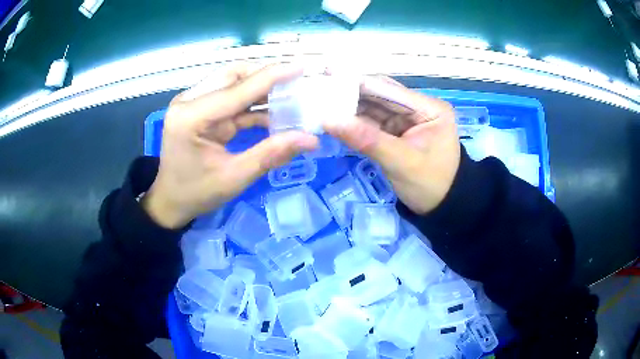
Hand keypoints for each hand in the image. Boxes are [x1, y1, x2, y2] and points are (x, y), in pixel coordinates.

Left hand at [143, 63, 318, 228]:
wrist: (170, 201)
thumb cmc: (196, 193)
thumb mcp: (234, 177)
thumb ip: (271, 154)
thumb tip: (310, 139)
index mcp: (191, 117)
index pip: (237, 89)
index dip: (272, 76)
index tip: (301, 68)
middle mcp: (189, 102)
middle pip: (234, 76)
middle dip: (267, 79)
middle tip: (297, 86)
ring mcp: (193, 103)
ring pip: (234, 84)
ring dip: (262, 90)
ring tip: (291, 98)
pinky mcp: (200, 109)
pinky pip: (231, 99)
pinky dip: (253, 105)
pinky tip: (274, 113)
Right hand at [324, 76, 459, 213]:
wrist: (442, 208)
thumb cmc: (430, 185)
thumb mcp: (401, 162)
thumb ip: (366, 139)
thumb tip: (328, 120)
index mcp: (429, 108)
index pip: (388, 90)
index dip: (357, 85)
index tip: (326, 79)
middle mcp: (418, 108)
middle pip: (380, 96)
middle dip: (350, 96)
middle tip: (319, 92)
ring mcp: (407, 120)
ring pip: (374, 109)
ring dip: (350, 109)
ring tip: (321, 104)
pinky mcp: (398, 132)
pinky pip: (374, 123)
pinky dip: (356, 124)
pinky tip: (335, 120)